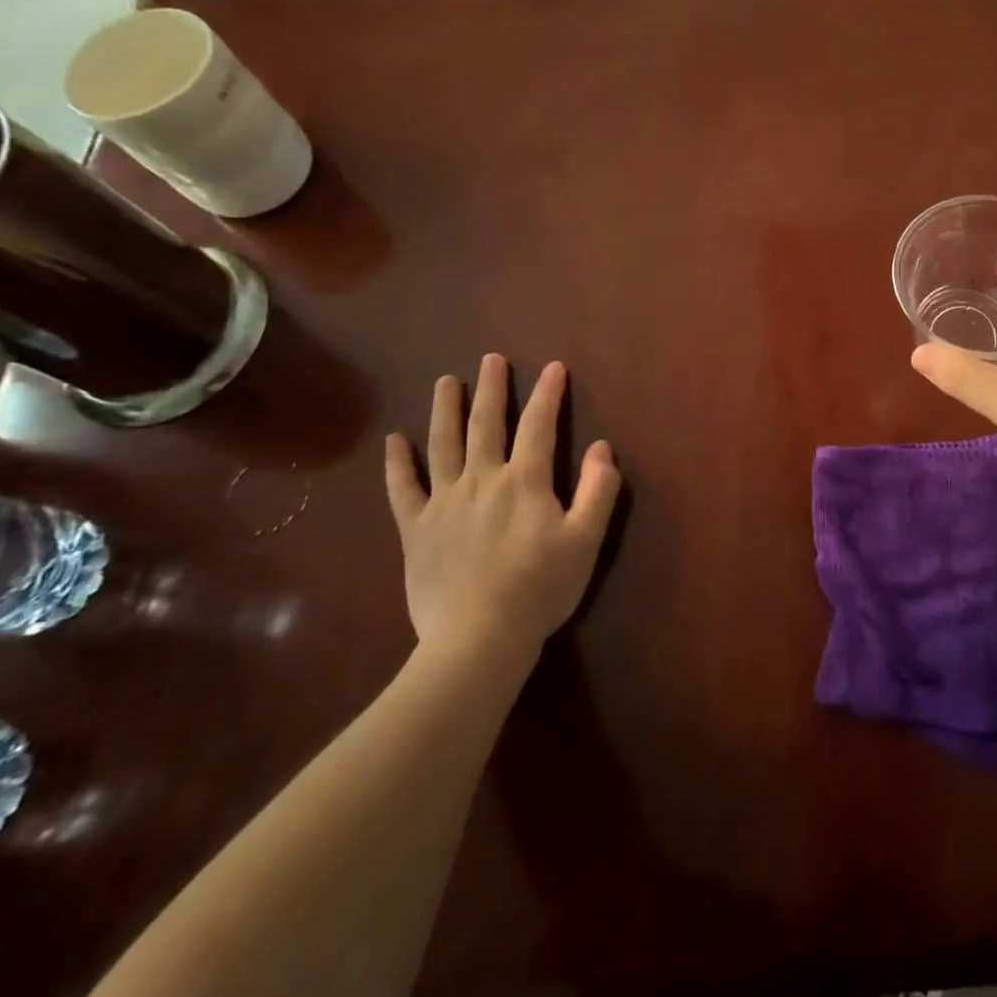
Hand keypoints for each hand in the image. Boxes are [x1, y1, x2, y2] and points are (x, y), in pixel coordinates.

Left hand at [384, 356, 620, 662]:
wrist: (479, 637)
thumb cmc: (540, 588)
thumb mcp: (586, 541)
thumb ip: (598, 491)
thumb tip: (603, 448)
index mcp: (525, 482)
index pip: (538, 426)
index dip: (548, 394)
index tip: (554, 367)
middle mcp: (482, 480)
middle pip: (486, 424)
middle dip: (491, 389)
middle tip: (491, 359)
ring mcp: (444, 503)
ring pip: (443, 445)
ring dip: (445, 410)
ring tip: (445, 382)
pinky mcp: (416, 529)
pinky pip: (403, 490)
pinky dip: (397, 464)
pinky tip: (394, 441)